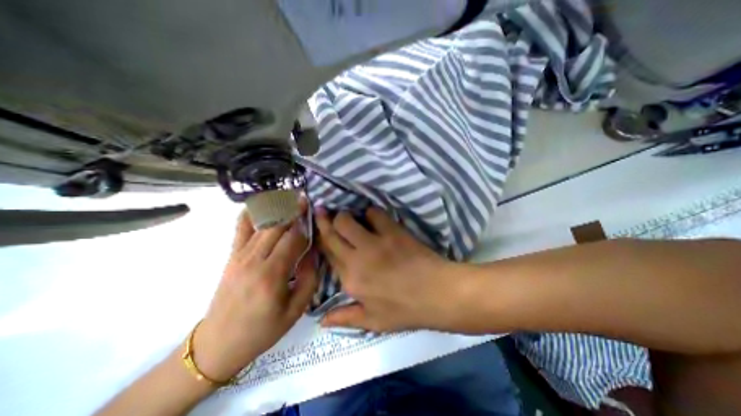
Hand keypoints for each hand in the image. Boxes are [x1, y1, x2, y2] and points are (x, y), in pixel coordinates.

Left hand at [193, 203, 316, 381]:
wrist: (218, 344)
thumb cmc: (263, 329)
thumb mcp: (296, 309)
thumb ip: (309, 277)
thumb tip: (313, 251)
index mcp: (272, 275)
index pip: (294, 239)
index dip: (306, 227)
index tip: (316, 220)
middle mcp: (254, 260)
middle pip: (278, 226)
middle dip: (293, 211)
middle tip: (305, 199)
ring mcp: (240, 255)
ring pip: (262, 223)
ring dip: (277, 209)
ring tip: (289, 198)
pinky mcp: (232, 256)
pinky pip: (241, 228)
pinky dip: (251, 213)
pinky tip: (261, 204)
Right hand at [316, 207, 464, 333]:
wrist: (437, 293)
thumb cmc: (405, 310)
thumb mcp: (373, 321)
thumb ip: (345, 318)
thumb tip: (320, 320)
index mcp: (350, 280)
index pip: (327, 253)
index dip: (320, 238)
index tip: (317, 228)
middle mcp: (356, 258)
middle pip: (332, 232)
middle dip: (324, 219)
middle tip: (322, 211)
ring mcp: (374, 242)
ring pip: (347, 219)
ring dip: (346, 216)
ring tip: (351, 217)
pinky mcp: (392, 231)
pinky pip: (374, 213)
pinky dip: (371, 213)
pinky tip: (374, 219)